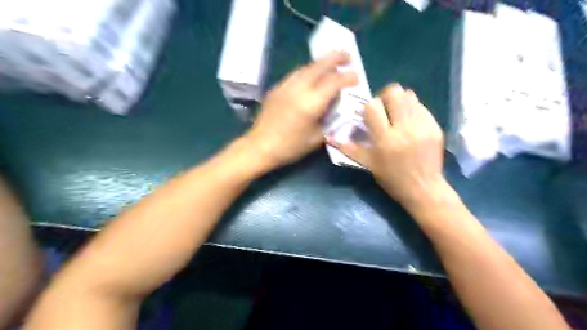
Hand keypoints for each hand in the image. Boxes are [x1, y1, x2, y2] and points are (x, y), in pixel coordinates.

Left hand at [244, 52, 357, 170]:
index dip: (348, 77)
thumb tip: (337, 108)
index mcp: (311, 103)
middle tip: (347, 58)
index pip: (334, 81)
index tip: (356, 78)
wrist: (260, 147)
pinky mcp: (276, 88)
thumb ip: (330, 120)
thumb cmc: (290, 147)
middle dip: (337, 58)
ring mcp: (285, 86)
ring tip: (330, 68)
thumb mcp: (317, 138)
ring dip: (321, 64)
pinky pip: (296, 74)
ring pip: (307, 67)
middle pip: (320, 64)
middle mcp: (299, 89)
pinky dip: (308, 72)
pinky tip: (311, 79)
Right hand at [333, 83, 442, 207]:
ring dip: (399, 101)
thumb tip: (329, 138)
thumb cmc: (392, 179)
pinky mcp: (435, 126)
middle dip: (385, 98)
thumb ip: (349, 149)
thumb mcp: (368, 164)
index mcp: (385, 139)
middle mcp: (404, 129)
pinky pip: (421, 106)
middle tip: (384, 110)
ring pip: (409, 96)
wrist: (424, 189)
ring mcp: (422, 126)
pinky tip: (410, 122)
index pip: (373, 107)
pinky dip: (412, 109)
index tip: (370, 116)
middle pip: (394, 93)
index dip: (369, 108)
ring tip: (397, 115)